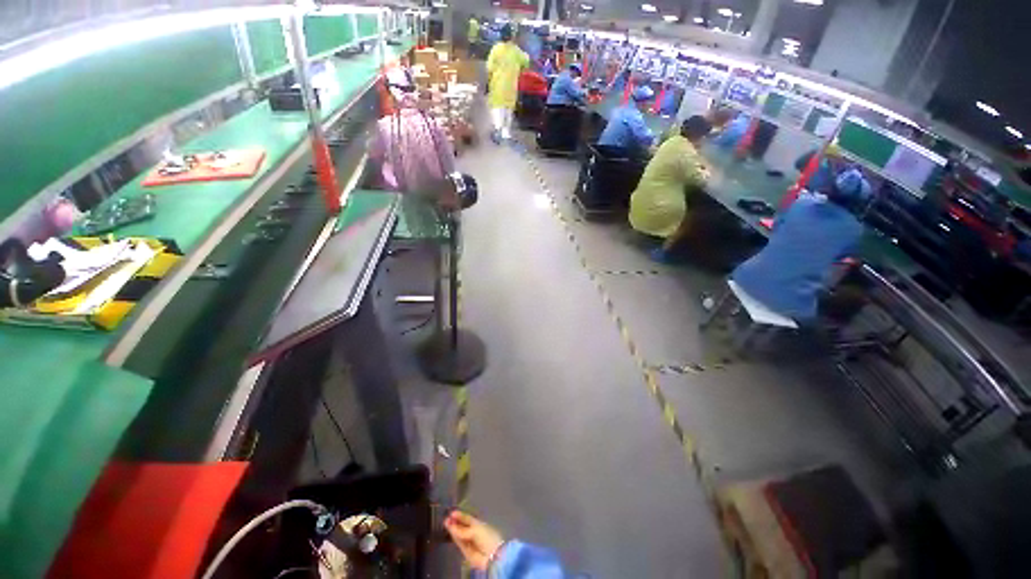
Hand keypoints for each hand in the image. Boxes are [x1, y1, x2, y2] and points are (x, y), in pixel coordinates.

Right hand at [444, 511, 505, 570]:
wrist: (490, 556)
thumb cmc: (486, 537)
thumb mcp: (475, 530)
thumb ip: (463, 529)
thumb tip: (452, 526)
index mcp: (479, 525)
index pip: (468, 519)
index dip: (460, 516)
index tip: (452, 513)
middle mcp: (474, 533)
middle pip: (463, 527)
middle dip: (455, 523)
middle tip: (447, 518)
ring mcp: (469, 542)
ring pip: (460, 535)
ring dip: (453, 529)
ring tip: (446, 522)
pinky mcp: (466, 552)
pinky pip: (459, 543)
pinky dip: (455, 537)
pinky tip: (450, 530)